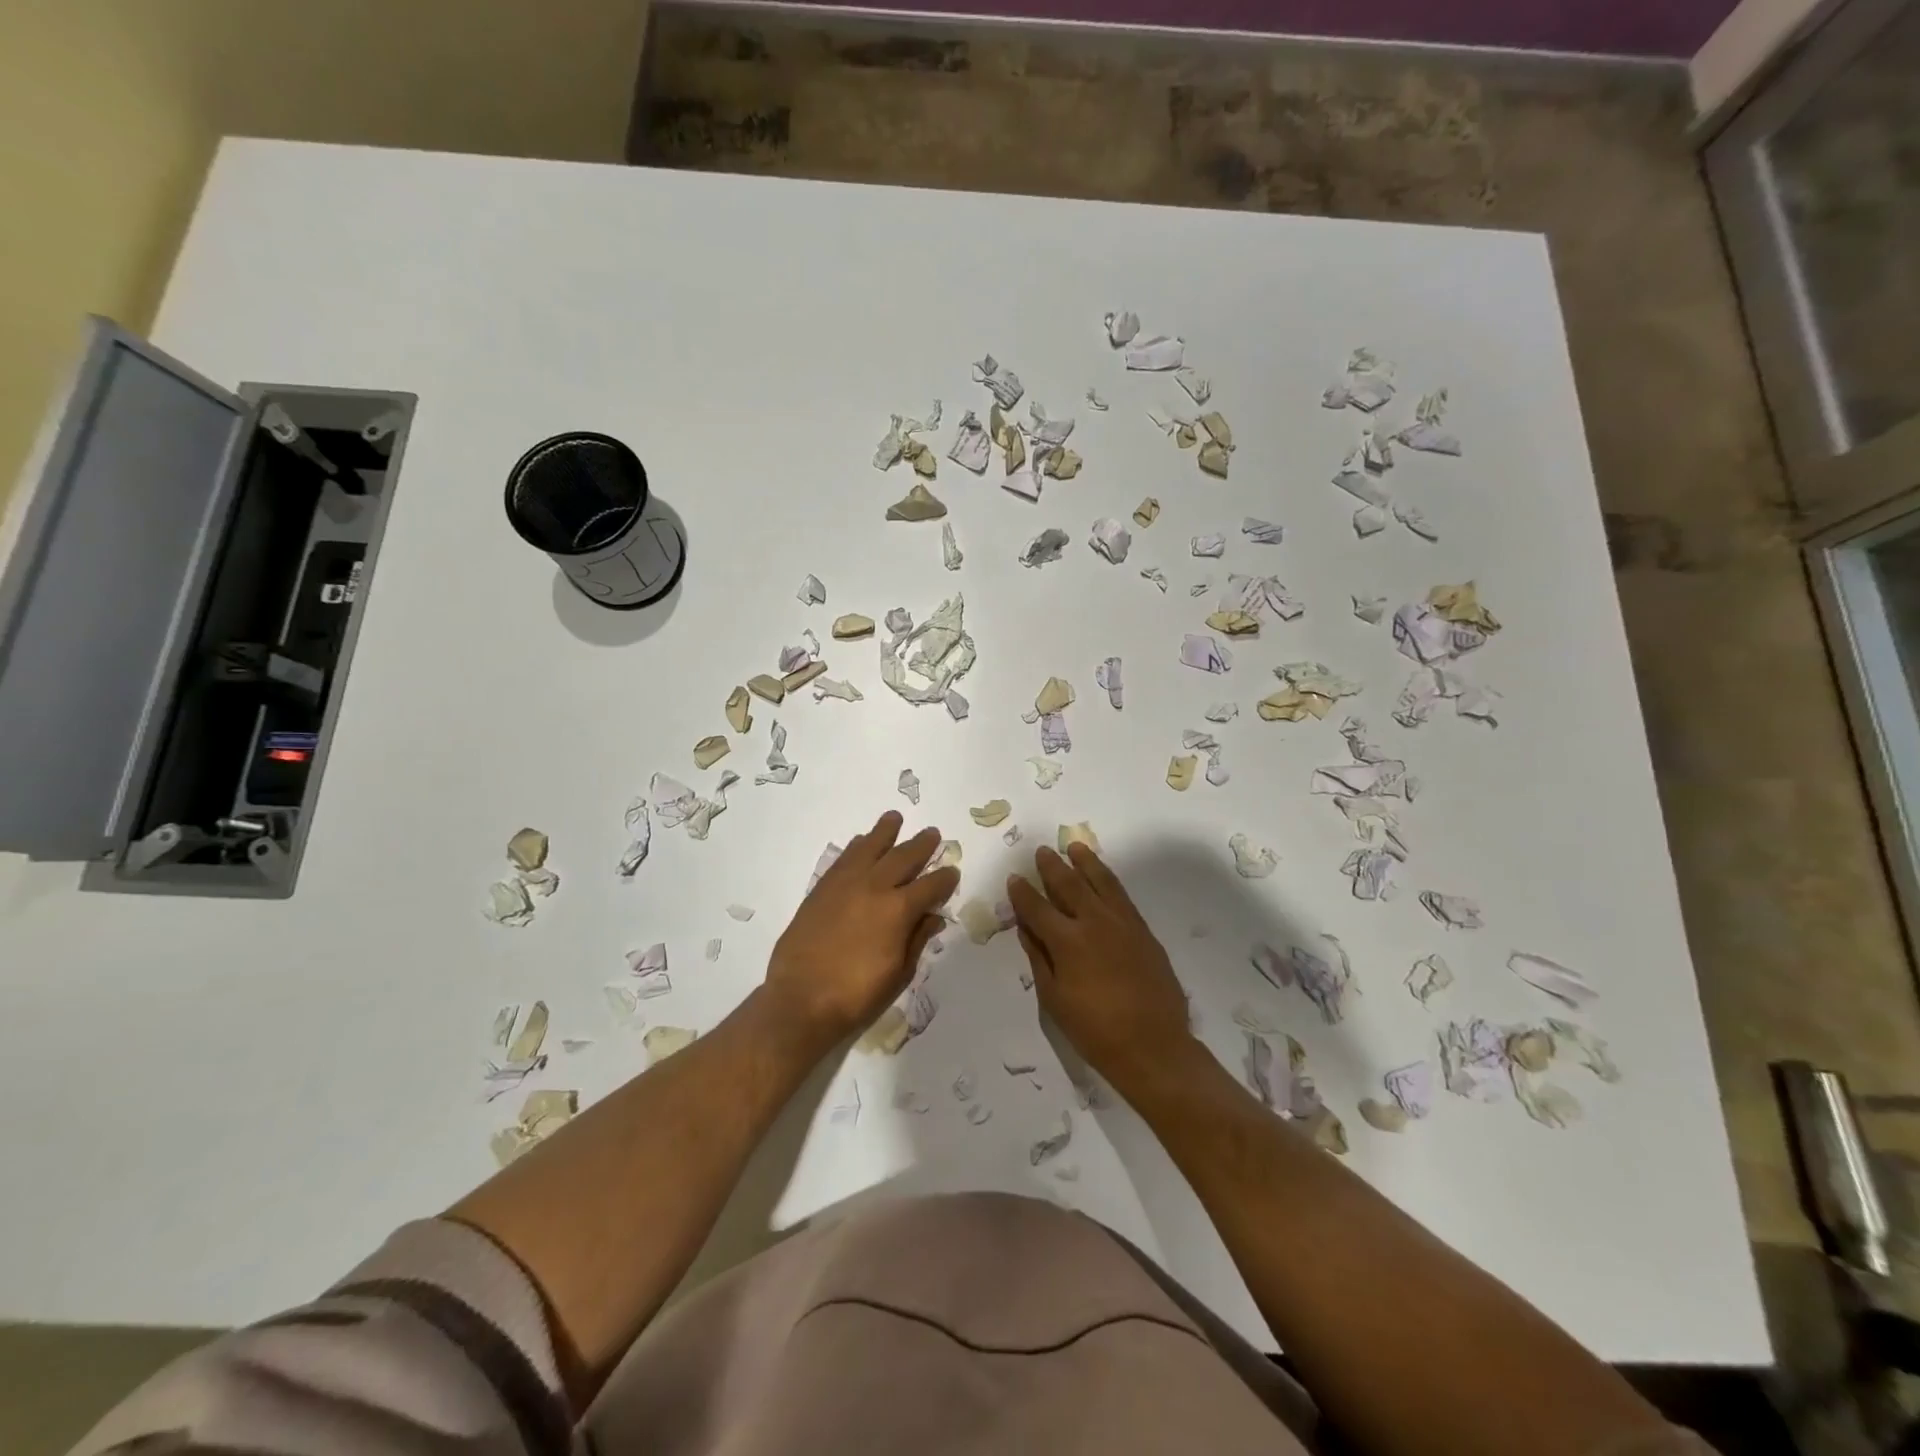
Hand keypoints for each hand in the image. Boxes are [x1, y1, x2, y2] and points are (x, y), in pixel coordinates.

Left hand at [767, 811, 958, 1045]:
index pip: (931, 886)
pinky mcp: (822, 889)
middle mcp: (874, 887)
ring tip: (894, 818)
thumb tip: (933, 916)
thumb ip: (917, 939)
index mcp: (899, 910)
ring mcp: (845, 884)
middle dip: (921, 845)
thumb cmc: (857, 995)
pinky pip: (844, 858)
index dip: (945, 879)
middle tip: (933, 834)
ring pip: (869, 847)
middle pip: (903, 857)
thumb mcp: (899, 973)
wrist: (801, 1000)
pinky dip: (856, 846)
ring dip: (885, 832)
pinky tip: (861, 842)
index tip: (953, 872)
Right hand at [1006, 844, 1192, 1093]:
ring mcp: (1123, 923)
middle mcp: (1094, 923)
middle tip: (1042, 851)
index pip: (1037, 908)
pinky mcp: (1143, 930)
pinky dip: (1109, 880)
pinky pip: (1121, 895)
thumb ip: (1039, 958)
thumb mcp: (1054, 999)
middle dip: (1052, 867)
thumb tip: (1026, 928)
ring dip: (1085, 862)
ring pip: (1101, 881)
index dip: (1022, 892)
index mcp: (1067, 942)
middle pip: (1069, 885)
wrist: (1154, 1046)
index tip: (1014, 878)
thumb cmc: (1095, 1030)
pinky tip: (1103, 875)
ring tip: (1075, 847)